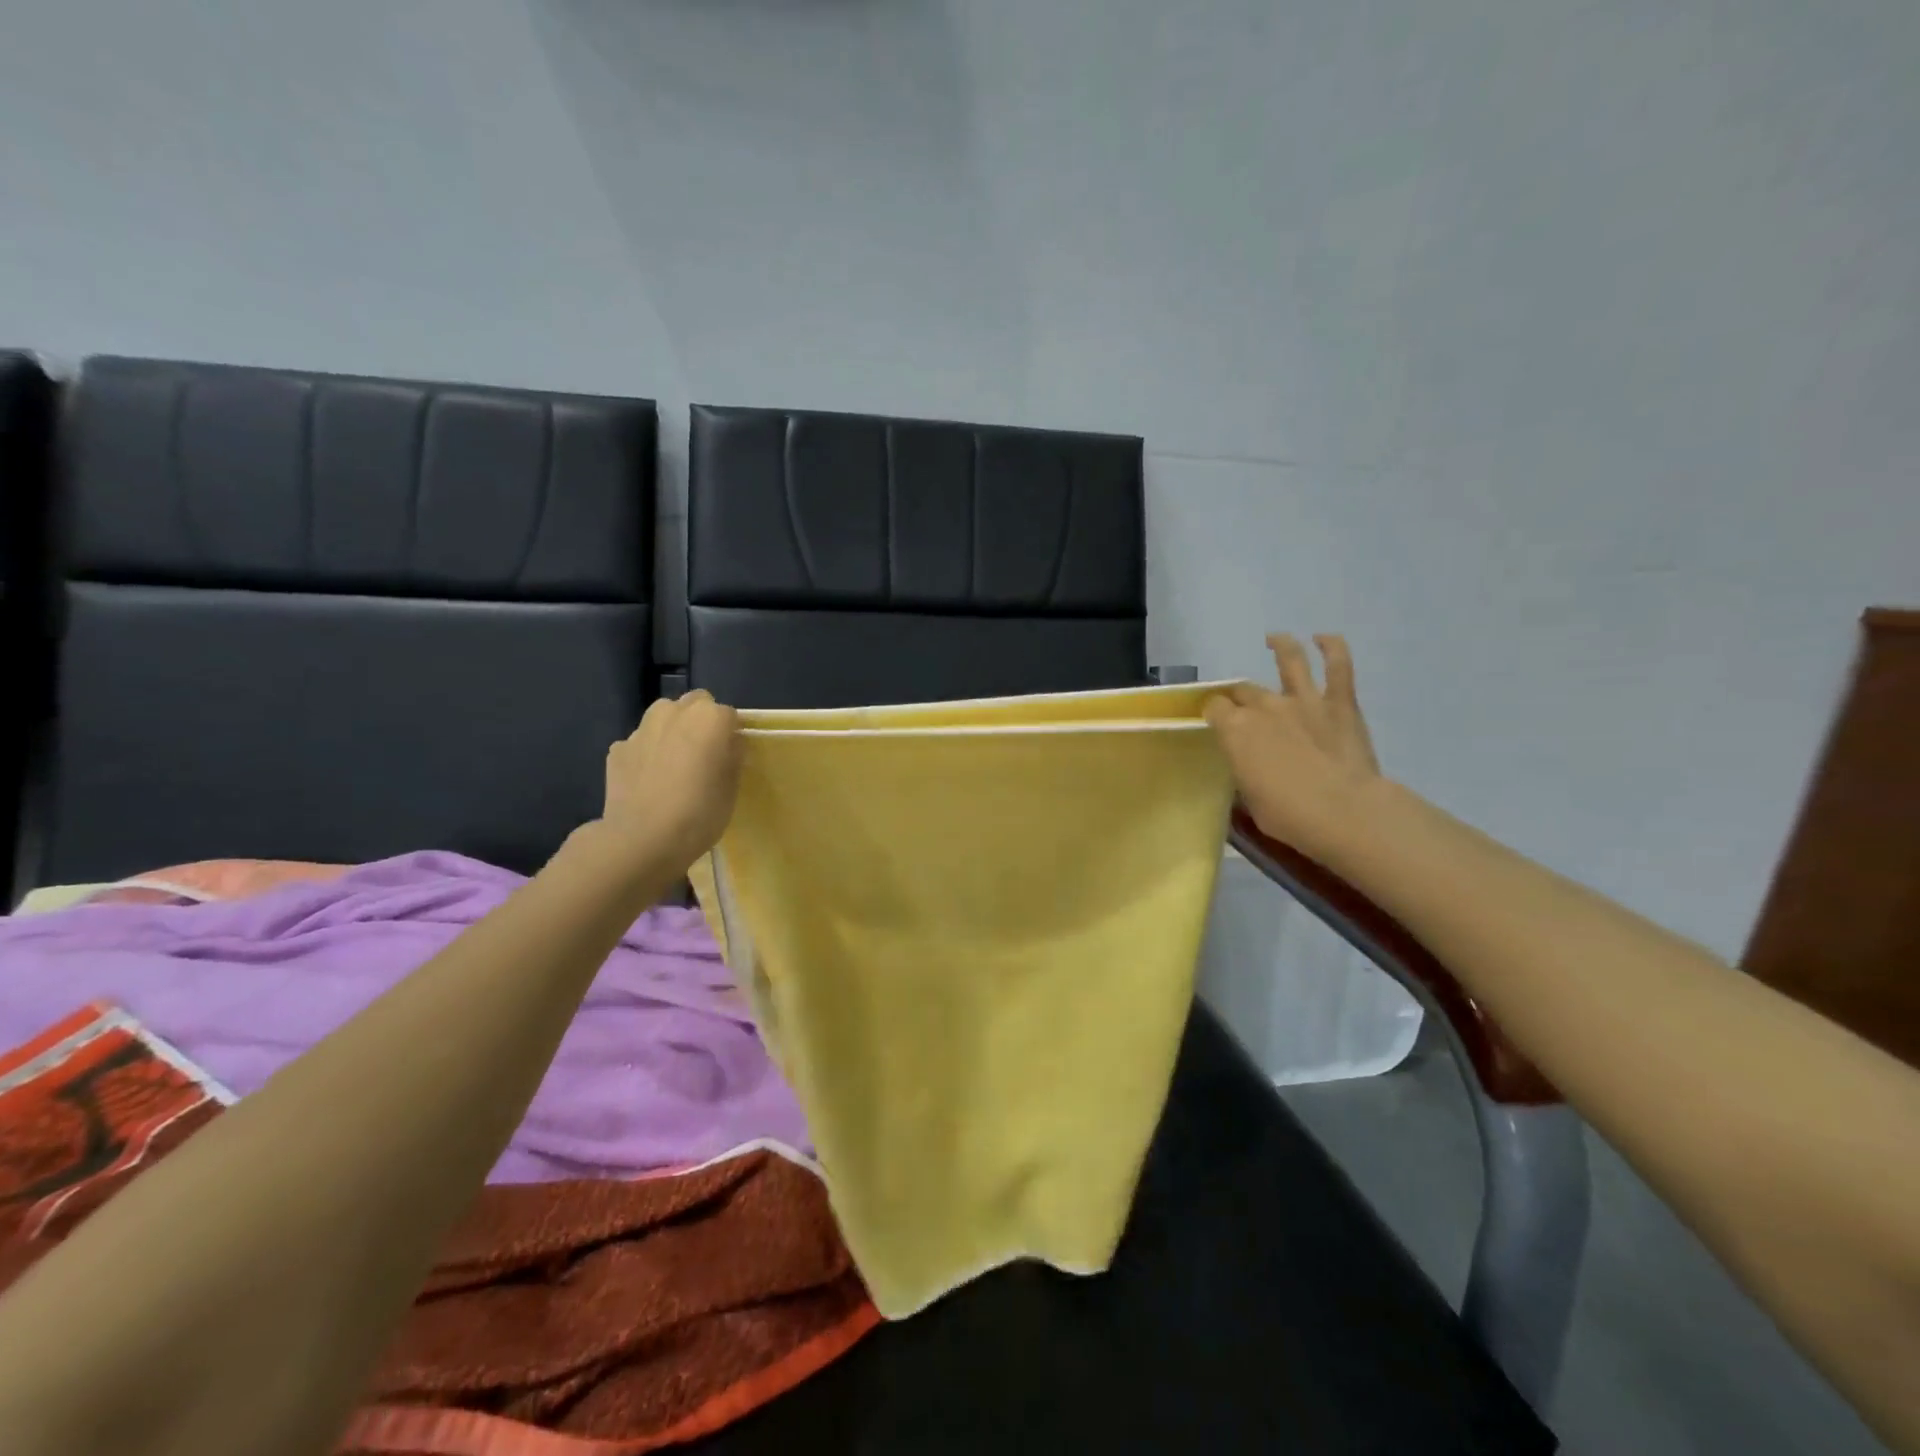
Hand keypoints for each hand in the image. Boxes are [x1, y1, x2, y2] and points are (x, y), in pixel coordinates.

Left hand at [601, 691, 742, 868]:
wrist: (642, 840)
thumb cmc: (700, 812)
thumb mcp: (732, 788)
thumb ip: (732, 757)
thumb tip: (728, 745)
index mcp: (710, 718)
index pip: (729, 715)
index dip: (731, 735)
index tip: (731, 757)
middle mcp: (675, 712)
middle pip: (695, 704)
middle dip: (701, 721)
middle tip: (704, 754)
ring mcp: (642, 728)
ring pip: (663, 716)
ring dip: (672, 729)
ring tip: (674, 762)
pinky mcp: (617, 749)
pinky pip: (640, 742)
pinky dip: (647, 752)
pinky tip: (648, 779)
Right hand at [1204, 634, 1383, 857]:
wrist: (1343, 812)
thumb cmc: (1288, 815)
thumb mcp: (1249, 799)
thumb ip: (1245, 771)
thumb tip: (1248, 765)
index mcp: (1235, 730)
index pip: (1214, 708)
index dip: (1212, 712)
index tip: (1214, 720)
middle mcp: (1264, 706)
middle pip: (1244, 690)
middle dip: (1238, 695)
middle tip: (1240, 704)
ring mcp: (1303, 700)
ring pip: (1290, 660)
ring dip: (1281, 645)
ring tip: (1275, 639)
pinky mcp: (1340, 703)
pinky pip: (1338, 666)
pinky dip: (1332, 647)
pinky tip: (1325, 638)